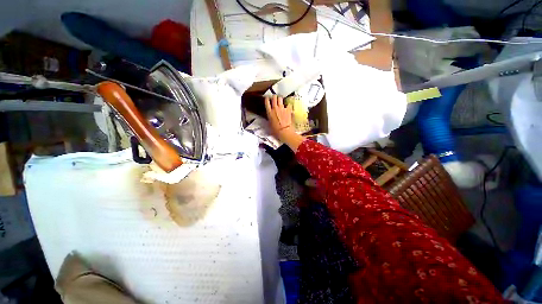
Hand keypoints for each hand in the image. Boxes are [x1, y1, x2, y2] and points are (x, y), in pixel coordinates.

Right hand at [265, 95, 294, 140]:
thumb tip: (270, 117)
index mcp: (269, 112)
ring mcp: (282, 108)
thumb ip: (270, 118)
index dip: (267, 99)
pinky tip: (289, 107)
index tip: (268, 97)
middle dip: (275, 96)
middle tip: (275, 97)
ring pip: (280, 99)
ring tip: (281, 100)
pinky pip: (288, 104)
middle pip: (274, 98)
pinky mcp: (288, 110)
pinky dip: (288, 105)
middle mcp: (275, 108)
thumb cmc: (276, 130)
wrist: (284, 131)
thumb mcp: (270, 124)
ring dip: (280, 99)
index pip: (267, 102)